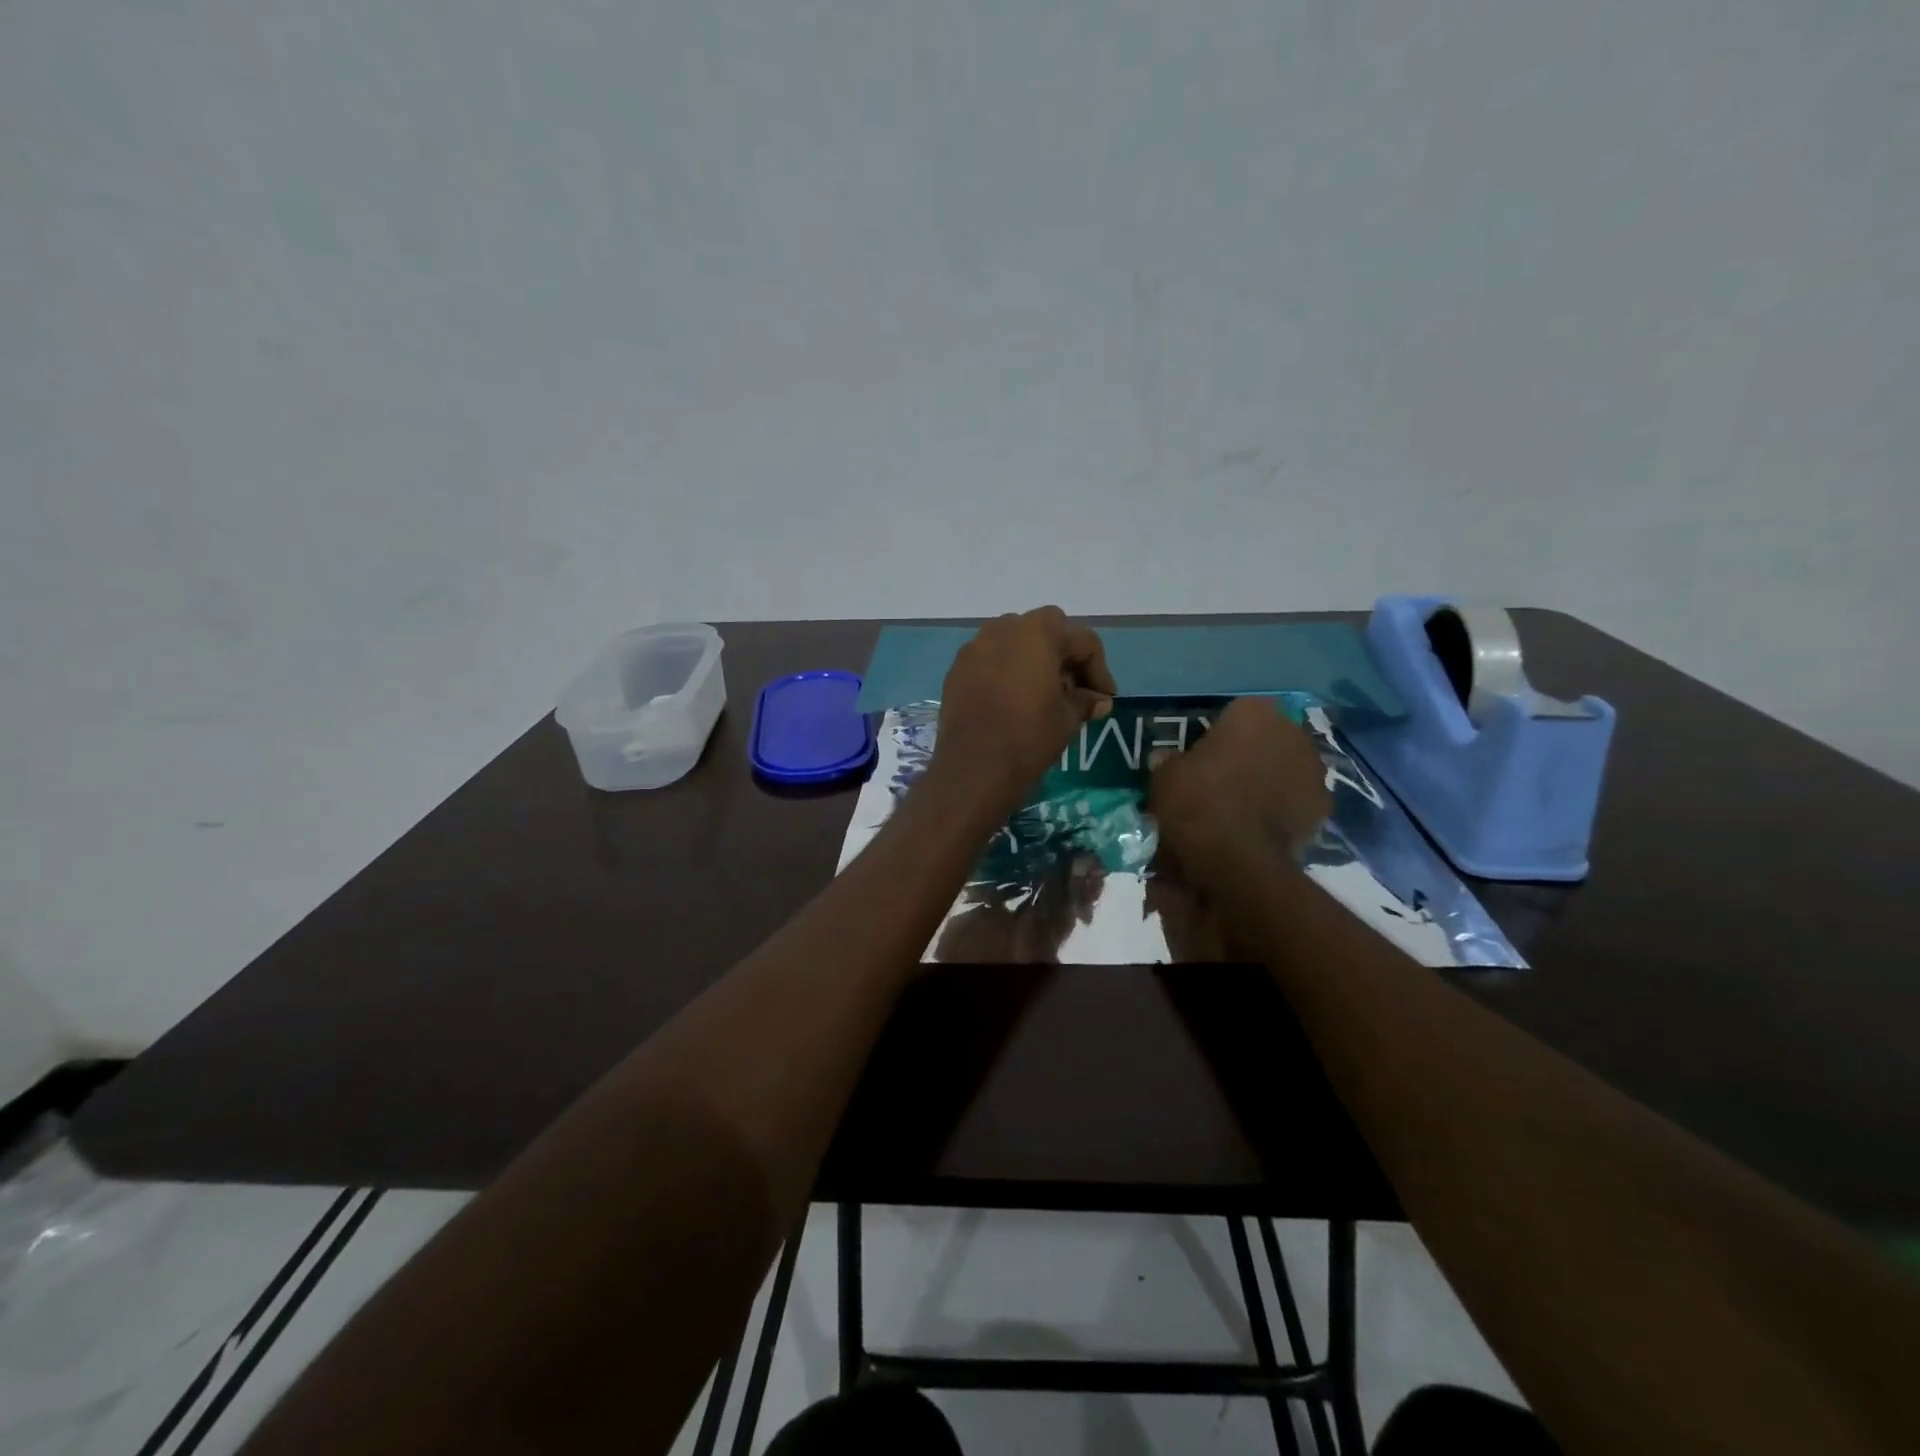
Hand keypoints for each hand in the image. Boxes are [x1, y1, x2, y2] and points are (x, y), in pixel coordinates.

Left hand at [931, 607, 1116, 814]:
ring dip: (1033, 659)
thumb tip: (1099, 701)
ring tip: (1043, 694)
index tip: (1104, 698)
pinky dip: (1006, 671)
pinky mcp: (957, 669)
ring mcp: (975, 647)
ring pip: (1014, 641)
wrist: (973, 769)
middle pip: (1046, 630)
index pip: (1082, 641)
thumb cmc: (1029, 738)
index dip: (1100, 670)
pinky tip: (1012, 700)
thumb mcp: (1067, 719)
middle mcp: (1004, 629)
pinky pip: (990, 659)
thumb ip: (1085, 701)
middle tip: (1074, 689)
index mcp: (1038, 633)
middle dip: (1065, 655)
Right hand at [1149, 697, 1329, 876]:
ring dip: (1271, 779)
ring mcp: (1314, 770)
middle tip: (1223, 777)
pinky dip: (1285, 808)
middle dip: (1251, 752)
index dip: (1220, 732)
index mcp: (1253, 713)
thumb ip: (1170, 761)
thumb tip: (1166, 759)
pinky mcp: (1324, 807)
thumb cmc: (1198, 801)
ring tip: (1244, 805)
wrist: (1238, 858)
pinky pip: (1298, 799)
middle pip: (1268, 737)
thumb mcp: (1165, 776)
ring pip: (1287, 767)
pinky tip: (1261, 826)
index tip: (1204, 753)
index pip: (1237, 712)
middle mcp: (1291, 732)